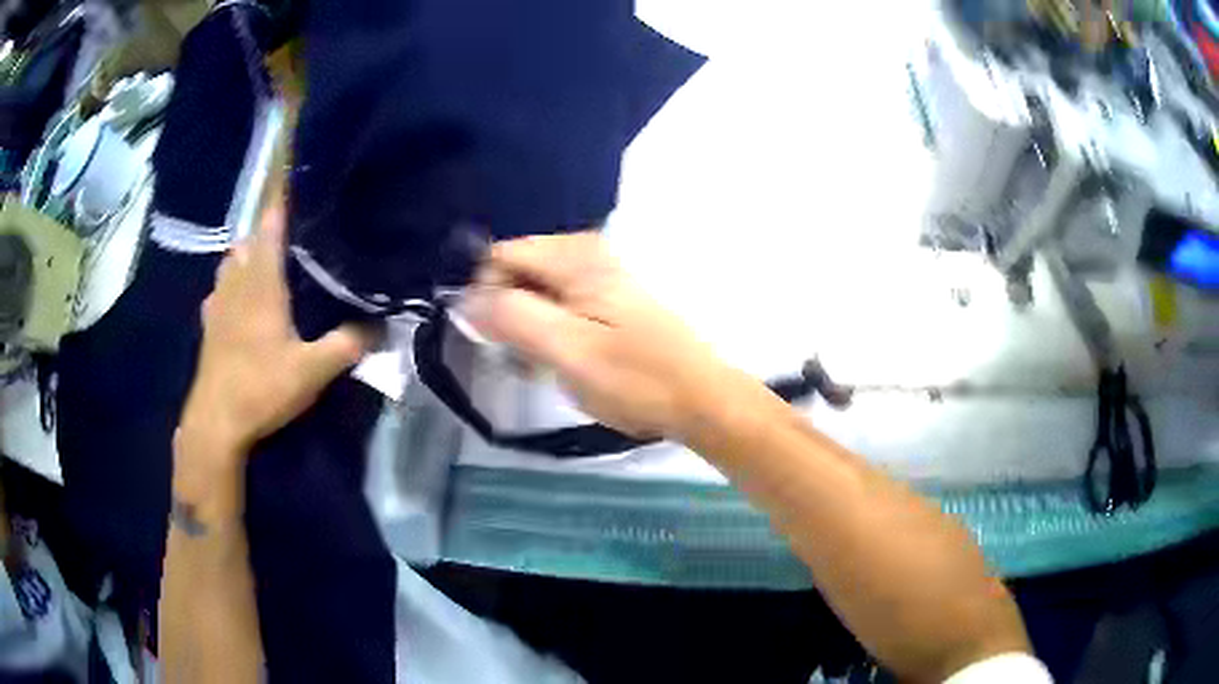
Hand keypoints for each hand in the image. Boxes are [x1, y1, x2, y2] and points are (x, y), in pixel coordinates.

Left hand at [178, 200, 372, 460]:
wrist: (216, 422)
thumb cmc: (260, 388)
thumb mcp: (311, 371)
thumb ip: (347, 344)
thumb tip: (380, 325)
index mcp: (262, 283)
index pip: (270, 226)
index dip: (283, 202)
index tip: (300, 184)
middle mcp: (237, 283)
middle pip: (248, 240)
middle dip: (266, 231)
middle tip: (293, 236)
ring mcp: (218, 303)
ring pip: (231, 263)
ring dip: (246, 256)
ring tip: (268, 264)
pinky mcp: (208, 324)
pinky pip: (219, 290)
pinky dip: (231, 284)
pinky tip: (240, 301)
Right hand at [464, 233, 730, 438]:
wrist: (699, 400)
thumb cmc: (636, 379)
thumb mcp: (568, 350)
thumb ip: (513, 317)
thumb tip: (466, 299)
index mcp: (576, 257)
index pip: (501, 256)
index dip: (487, 294)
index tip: (493, 338)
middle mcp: (586, 255)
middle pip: (518, 272)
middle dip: (508, 313)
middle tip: (522, 357)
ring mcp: (599, 279)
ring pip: (536, 294)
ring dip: (527, 328)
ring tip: (543, 366)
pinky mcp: (607, 302)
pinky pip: (558, 308)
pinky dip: (549, 333)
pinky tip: (561, 363)